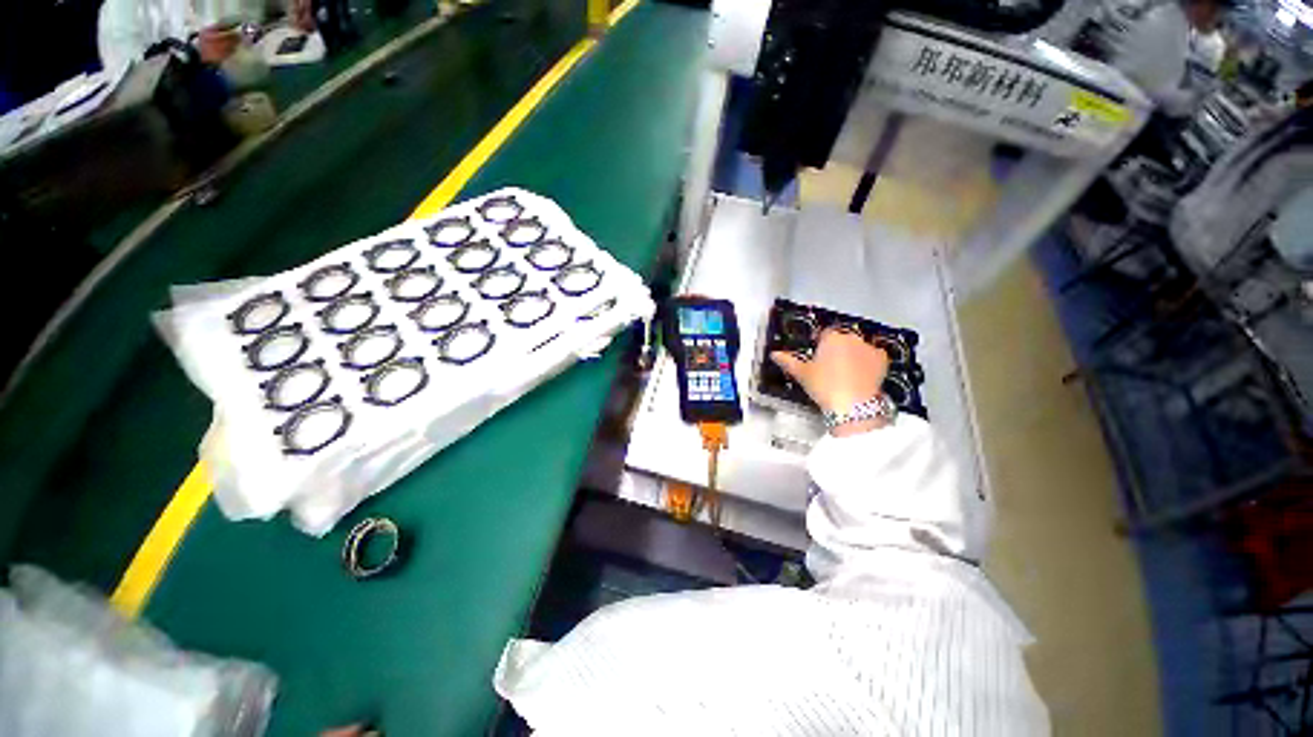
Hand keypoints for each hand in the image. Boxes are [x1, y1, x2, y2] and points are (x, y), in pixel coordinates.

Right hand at [771, 329, 889, 435]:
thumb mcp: (801, 374)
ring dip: (853, 354)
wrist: (853, 405)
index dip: (820, 345)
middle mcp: (852, 337)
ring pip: (858, 347)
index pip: (825, 334)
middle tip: (829, 368)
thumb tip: (773, 354)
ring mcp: (869, 347)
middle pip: (842, 339)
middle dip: (837, 349)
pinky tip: (861, 375)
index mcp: (831, 337)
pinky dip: (868, 362)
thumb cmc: (823, 386)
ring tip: (846, 374)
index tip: (817, 358)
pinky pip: (873, 356)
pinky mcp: (883, 359)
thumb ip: (788, 361)